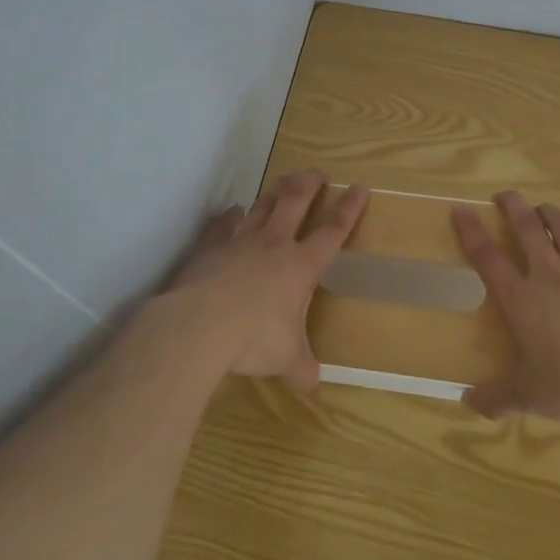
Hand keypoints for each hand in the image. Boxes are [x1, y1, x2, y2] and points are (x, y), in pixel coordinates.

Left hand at [164, 169, 368, 388]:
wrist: (200, 324)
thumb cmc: (254, 338)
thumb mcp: (286, 358)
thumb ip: (301, 367)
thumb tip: (312, 385)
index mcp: (301, 265)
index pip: (333, 231)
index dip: (350, 209)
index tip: (359, 187)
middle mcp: (274, 244)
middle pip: (296, 201)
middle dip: (310, 183)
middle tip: (317, 173)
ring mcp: (240, 240)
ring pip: (262, 205)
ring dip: (274, 192)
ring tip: (281, 184)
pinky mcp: (211, 245)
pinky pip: (224, 223)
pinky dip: (231, 216)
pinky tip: (233, 212)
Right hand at [454, 192, 559, 425]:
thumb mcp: (530, 397)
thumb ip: (496, 397)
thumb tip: (467, 403)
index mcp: (521, 299)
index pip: (487, 256)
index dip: (471, 230)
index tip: (461, 210)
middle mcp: (550, 274)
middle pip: (527, 227)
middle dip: (512, 206)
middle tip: (504, 196)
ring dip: (549, 213)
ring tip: (542, 209)